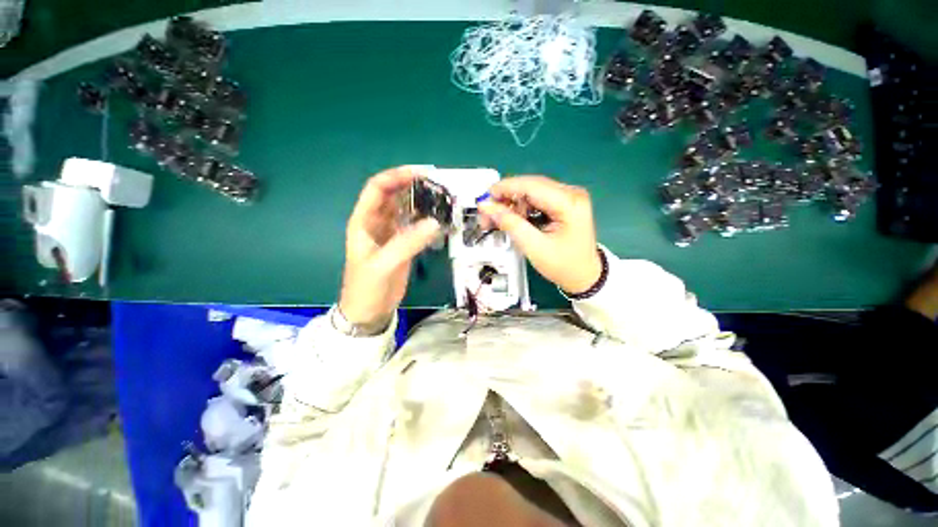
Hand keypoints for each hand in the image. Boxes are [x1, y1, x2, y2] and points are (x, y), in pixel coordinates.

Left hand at [339, 167, 440, 328]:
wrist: (369, 312)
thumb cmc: (367, 287)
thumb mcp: (384, 264)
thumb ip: (408, 242)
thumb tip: (434, 222)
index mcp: (364, 221)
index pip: (378, 188)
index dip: (397, 176)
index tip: (421, 174)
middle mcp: (377, 223)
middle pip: (394, 196)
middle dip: (413, 187)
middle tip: (438, 186)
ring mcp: (391, 234)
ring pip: (407, 210)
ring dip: (422, 203)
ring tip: (442, 200)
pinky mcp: (403, 245)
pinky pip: (415, 227)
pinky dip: (426, 221)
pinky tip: (439, 220)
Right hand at [478, 176, 601, 294]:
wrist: (584, 276)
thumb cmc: (563, 265)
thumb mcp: (534, 247)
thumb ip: (510, 224)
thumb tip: (487, 206)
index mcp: (570, 203)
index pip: (531, 186)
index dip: (505, 188)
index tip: (484, 199)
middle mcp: (571, 194)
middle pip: (530, 186)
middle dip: (506, 198)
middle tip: (487, 214)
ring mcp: (567, 197)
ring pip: (530, 193)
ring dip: (511, 204)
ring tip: (498, 221)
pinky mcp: (562, 204)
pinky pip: (535, 200)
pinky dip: (520, 209)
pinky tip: (512, 219)